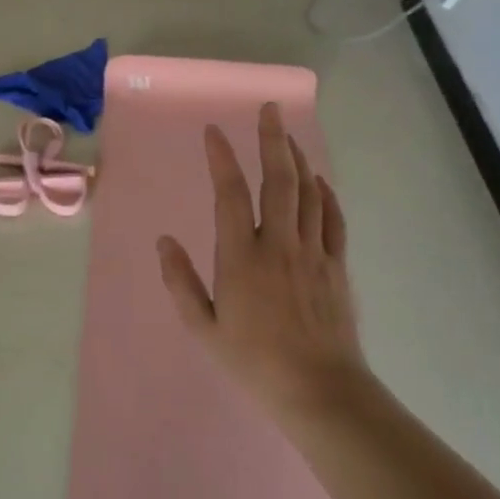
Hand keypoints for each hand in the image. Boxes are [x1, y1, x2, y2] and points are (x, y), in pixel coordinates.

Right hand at [157, 102, 370, 415]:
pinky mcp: (336, 265)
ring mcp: (312, 252)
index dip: (222, 159)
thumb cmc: (253, 362)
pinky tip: (319, 181)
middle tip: (269, 109)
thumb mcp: (203, 328)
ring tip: (289, 135)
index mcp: (241, 258)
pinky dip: (326, 194)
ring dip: (298, 159)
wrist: (318, 389)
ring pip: (308, 192)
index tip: (214, 132)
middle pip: (278, 180)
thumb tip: (163, 242)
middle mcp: (279, 244)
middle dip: (272, 139)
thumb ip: (181, 282)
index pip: (230, 194)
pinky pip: (333, 218)